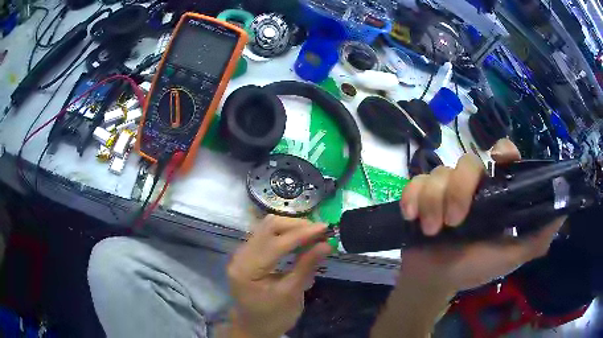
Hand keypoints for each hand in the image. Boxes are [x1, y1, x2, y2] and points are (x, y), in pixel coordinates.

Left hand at [227, 216, 330, 337]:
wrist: (254, 326)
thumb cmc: (273, 316)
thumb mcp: (291, 294)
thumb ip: (306, 267)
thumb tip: (326, 244)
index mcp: (247, 269)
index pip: (276, 243)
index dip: (302, 233)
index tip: (325, 228)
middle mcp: (240, 256)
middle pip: (268, 226)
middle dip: (297, 225)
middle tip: (320, 232)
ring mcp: (242, 253)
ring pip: (267, 227)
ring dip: (291, 227)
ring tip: (313, 235)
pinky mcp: (248, 253)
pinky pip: (266, 234)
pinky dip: (285, 233)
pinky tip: (299, 240)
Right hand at [399, 139, 565, 292]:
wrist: (434, 280)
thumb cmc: (475, 268)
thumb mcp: (511, 256)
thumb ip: (538, 237)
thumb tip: (564, 211)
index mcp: (496, 193)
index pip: (503, 154)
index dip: (502, 151)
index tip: (496, 162)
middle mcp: (473, 186)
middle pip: (467, 162)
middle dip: (459, 191)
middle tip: (455, 222)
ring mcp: (445, 189)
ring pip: (439, 173)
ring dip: (434, 203)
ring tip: (432, 229)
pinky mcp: (420, 195)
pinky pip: (415, 182)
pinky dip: (412, 199)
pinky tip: (412, 217)